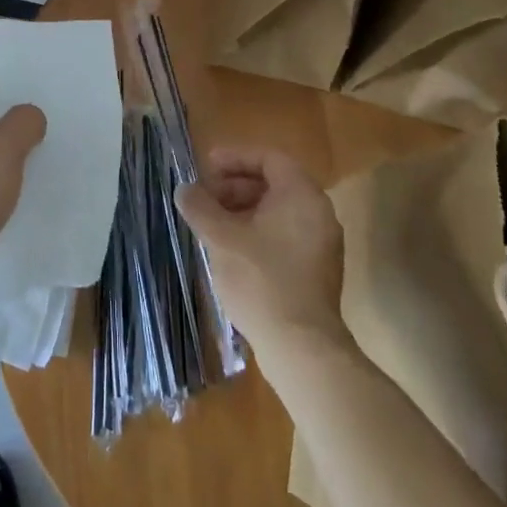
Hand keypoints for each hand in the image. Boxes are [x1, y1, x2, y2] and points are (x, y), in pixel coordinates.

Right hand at [175, 148, 348, 352]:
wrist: (301, 347)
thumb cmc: (261, 280)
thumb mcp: (221, 238)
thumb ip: (200, 207)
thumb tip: (185, 190)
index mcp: (301, 195)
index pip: (268, 159)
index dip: (234, 158)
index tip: (206, 168)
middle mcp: (318, 213)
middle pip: (273, 183)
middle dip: (235, 186)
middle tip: (204, 199)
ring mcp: (321, 244)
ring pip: (278, 212)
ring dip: (243, 210)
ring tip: (212, 226)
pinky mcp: (317, 270)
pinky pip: (285, 235)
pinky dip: (258, 232)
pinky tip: (231, 251)